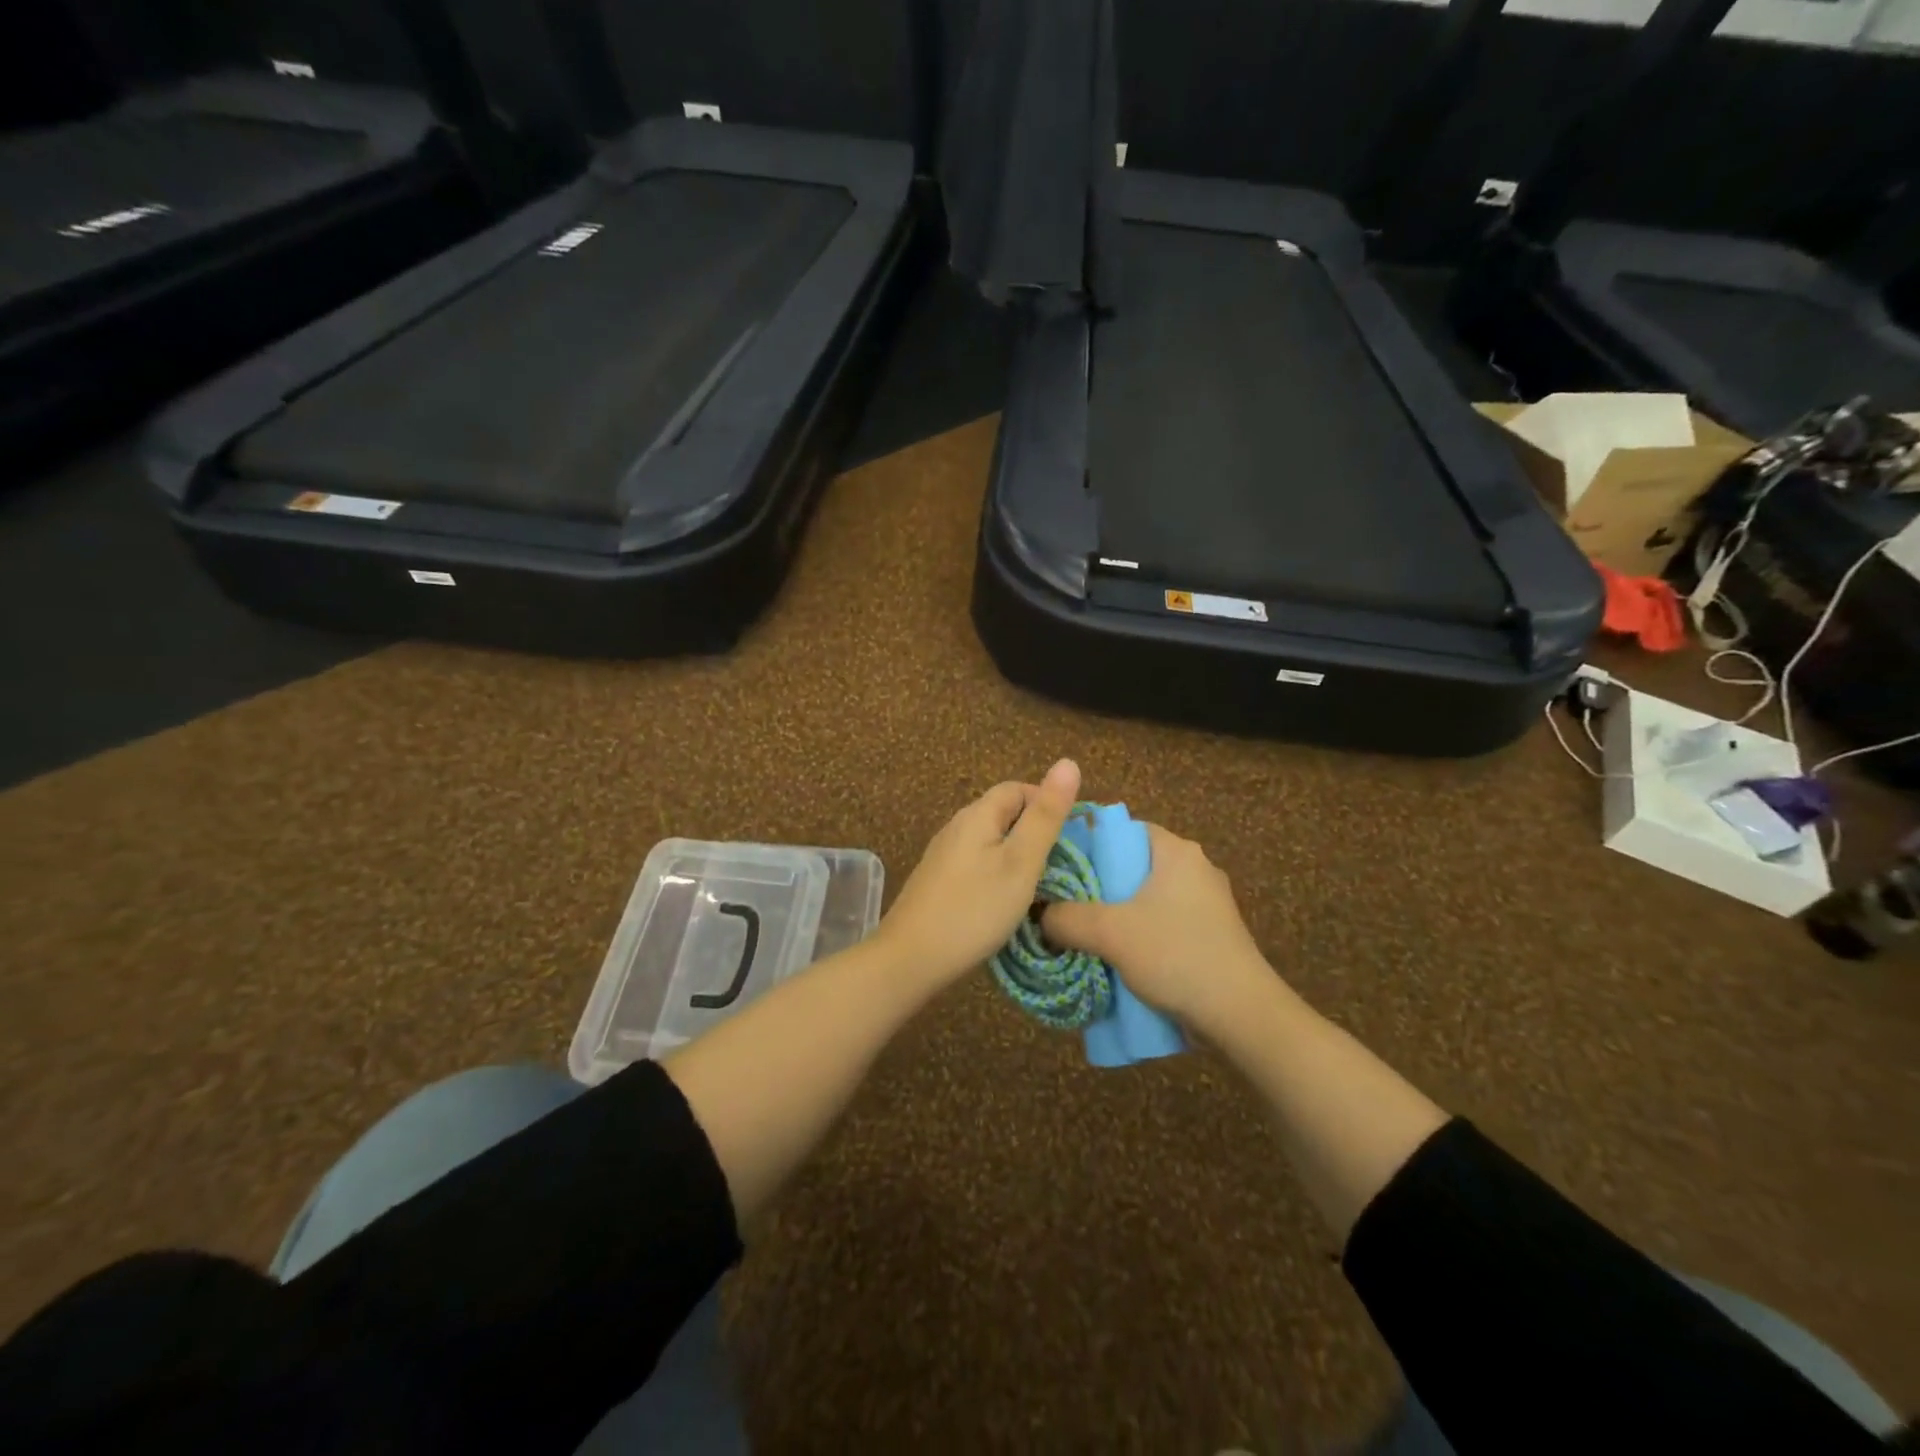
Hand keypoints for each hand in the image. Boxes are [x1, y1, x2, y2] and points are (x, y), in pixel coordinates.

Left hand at [878, 759, 1082, 984]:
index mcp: (977, 814)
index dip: (1046, 803)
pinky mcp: (937, 881)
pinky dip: (997, 873)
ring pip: (990, 840)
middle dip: (1034, 830)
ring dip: (1016, 854)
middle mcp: (956, 826)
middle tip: (1059, 865)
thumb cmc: (974, 909)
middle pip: (1002, 813)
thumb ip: (1045, 815)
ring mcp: (943, 855)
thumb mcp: (1021, 862)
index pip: (1017, 788)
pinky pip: (976, 863)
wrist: (911, 958)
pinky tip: (1004, 900)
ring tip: (1037, 885)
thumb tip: (1068, 762)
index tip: (1070, 837)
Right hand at [1041, 824, 1276, 1036]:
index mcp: (1176, 851)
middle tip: (1065, 904)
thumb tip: (1040, 915)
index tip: (1061, 867)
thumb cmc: (1176, 955)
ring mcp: (1209, 903)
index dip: (1090, 844)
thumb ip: (1066, 918)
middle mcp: (1196, 868)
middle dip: (1099, 884)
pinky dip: (1141, 934)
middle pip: (1134, 864)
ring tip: (1085, 933)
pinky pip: (1165, 923)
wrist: (1242, 1014)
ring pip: (1148, 897)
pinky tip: (1119, 957)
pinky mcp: (1213, 934)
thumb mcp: (1109, 933)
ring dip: (1118, 913)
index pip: (1124, 830)